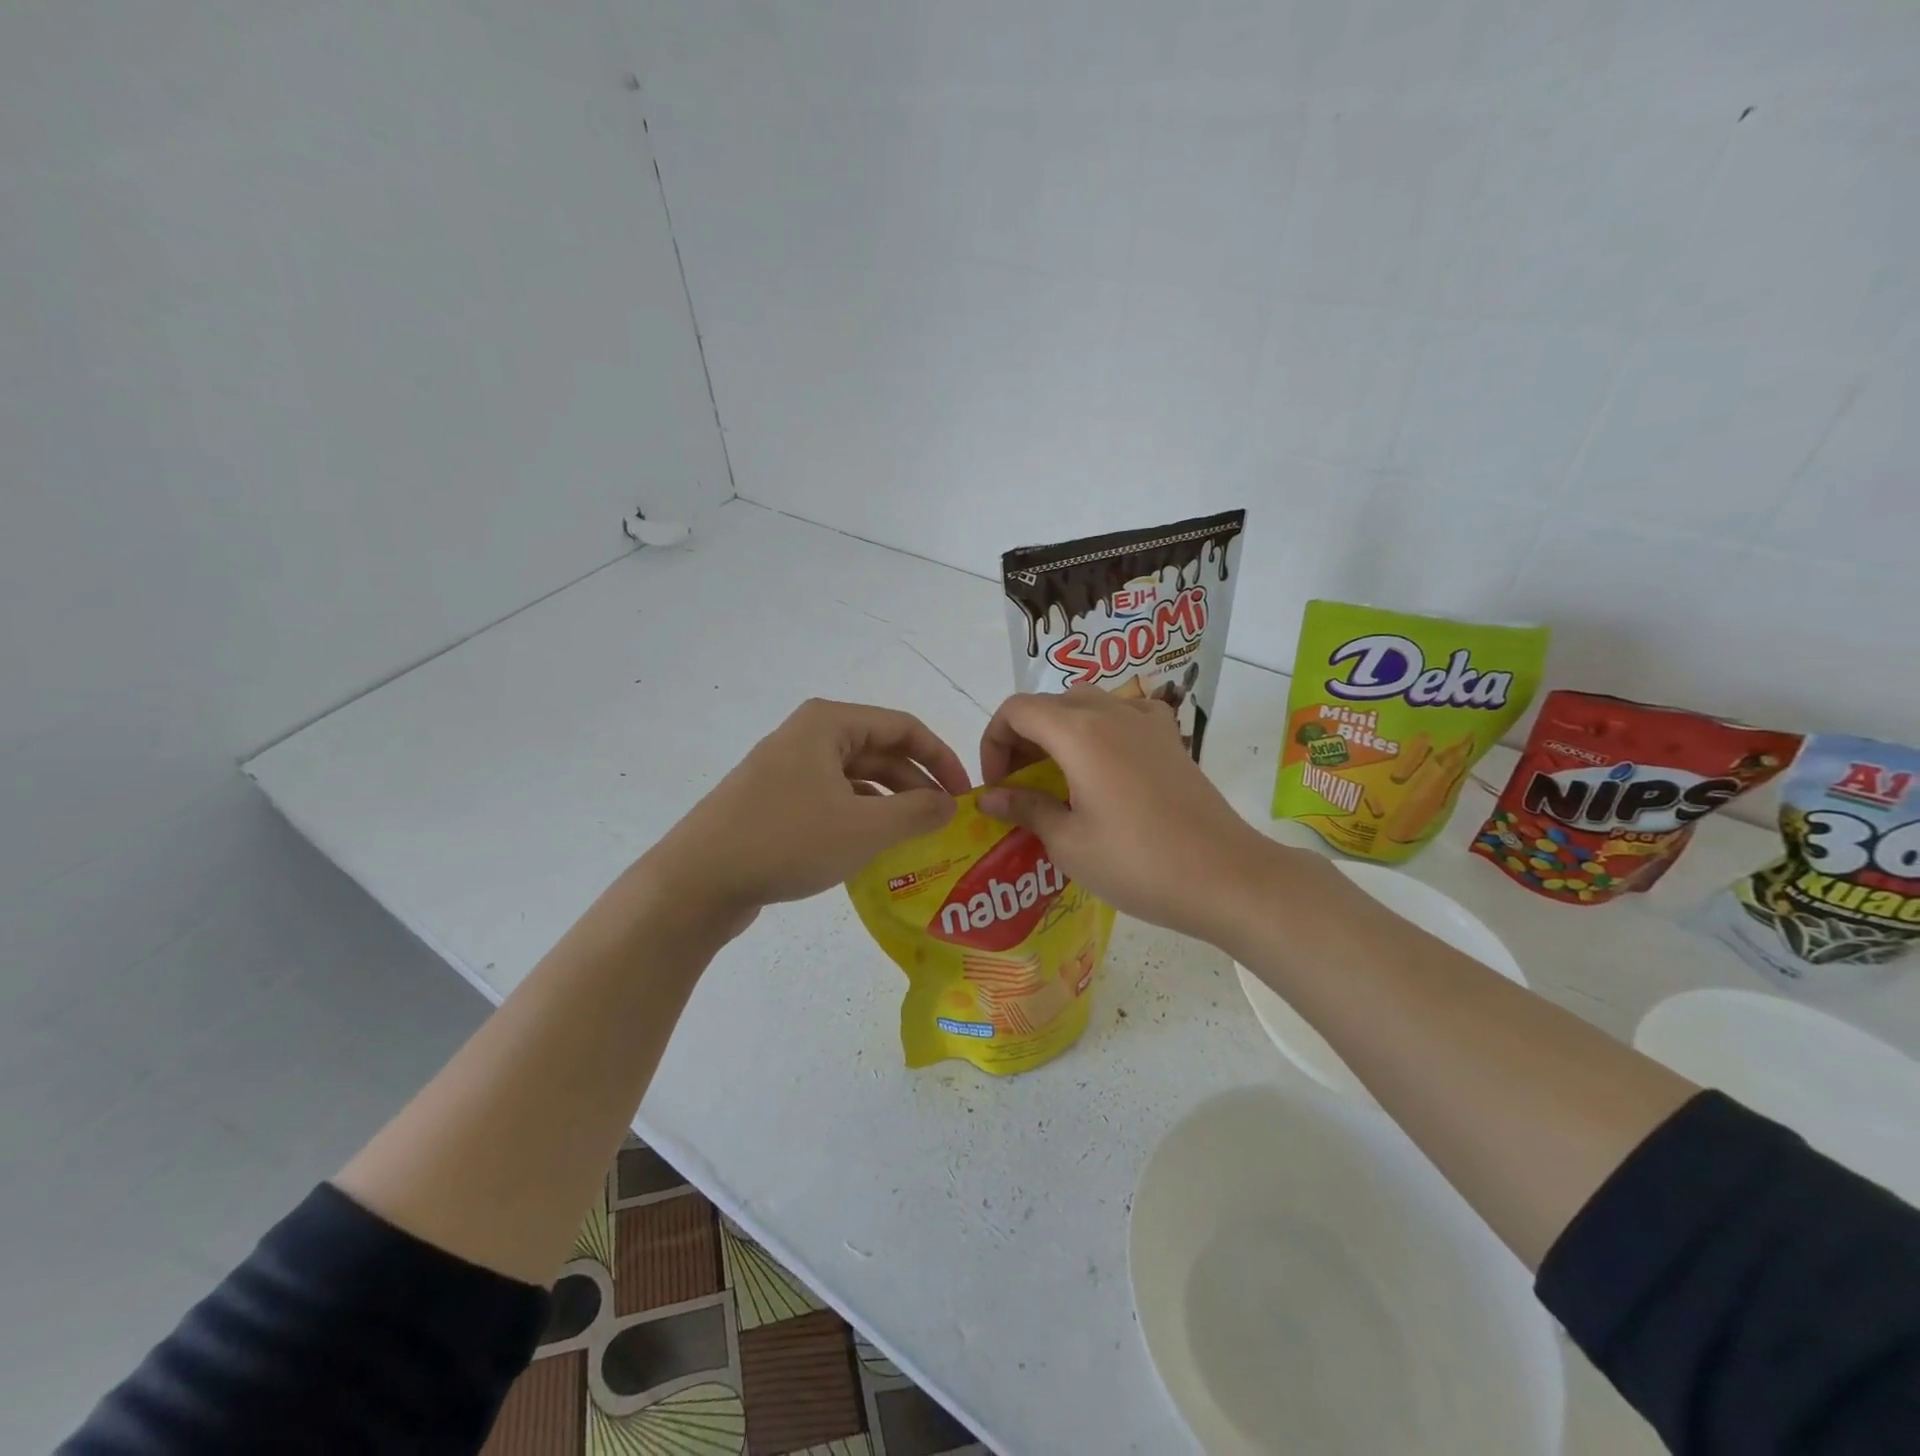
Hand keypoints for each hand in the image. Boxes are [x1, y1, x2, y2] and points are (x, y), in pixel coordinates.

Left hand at [651, 699, 970, 927]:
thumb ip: (917, 811)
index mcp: (828, 724)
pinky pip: (831, 800)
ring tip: (918, 836)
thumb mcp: (865, 827)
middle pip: (879, 750)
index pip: (903, 727)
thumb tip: (950, 804)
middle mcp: (807, 737)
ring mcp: (786, 770)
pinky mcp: (774, 802)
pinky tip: (876, 848)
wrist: (698, 882)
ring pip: (855, 778)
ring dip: (890, 803)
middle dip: (916, 783)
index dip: (941, 758)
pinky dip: (860, 817)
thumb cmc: (787, 841)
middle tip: (945, 820)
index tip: (965, 795)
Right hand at [976, 688, 1318, 942]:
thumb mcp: (1069, 842)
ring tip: (1056, 778)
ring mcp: (1146, 721)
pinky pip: (1123, 714)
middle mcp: (1111, 711)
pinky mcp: (1170, 738)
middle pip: (1049, 704)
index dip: (994, 742)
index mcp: (1078, 731)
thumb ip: (1025, 809)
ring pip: (1085, 705)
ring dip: (1058, 733)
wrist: (1225, 876)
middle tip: (1019, 786)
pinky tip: (1103, 765)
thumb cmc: (1138, 862)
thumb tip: (989, 797)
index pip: (1016, 710)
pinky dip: (1100, 730)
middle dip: (1022, 739)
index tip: (998, 786)